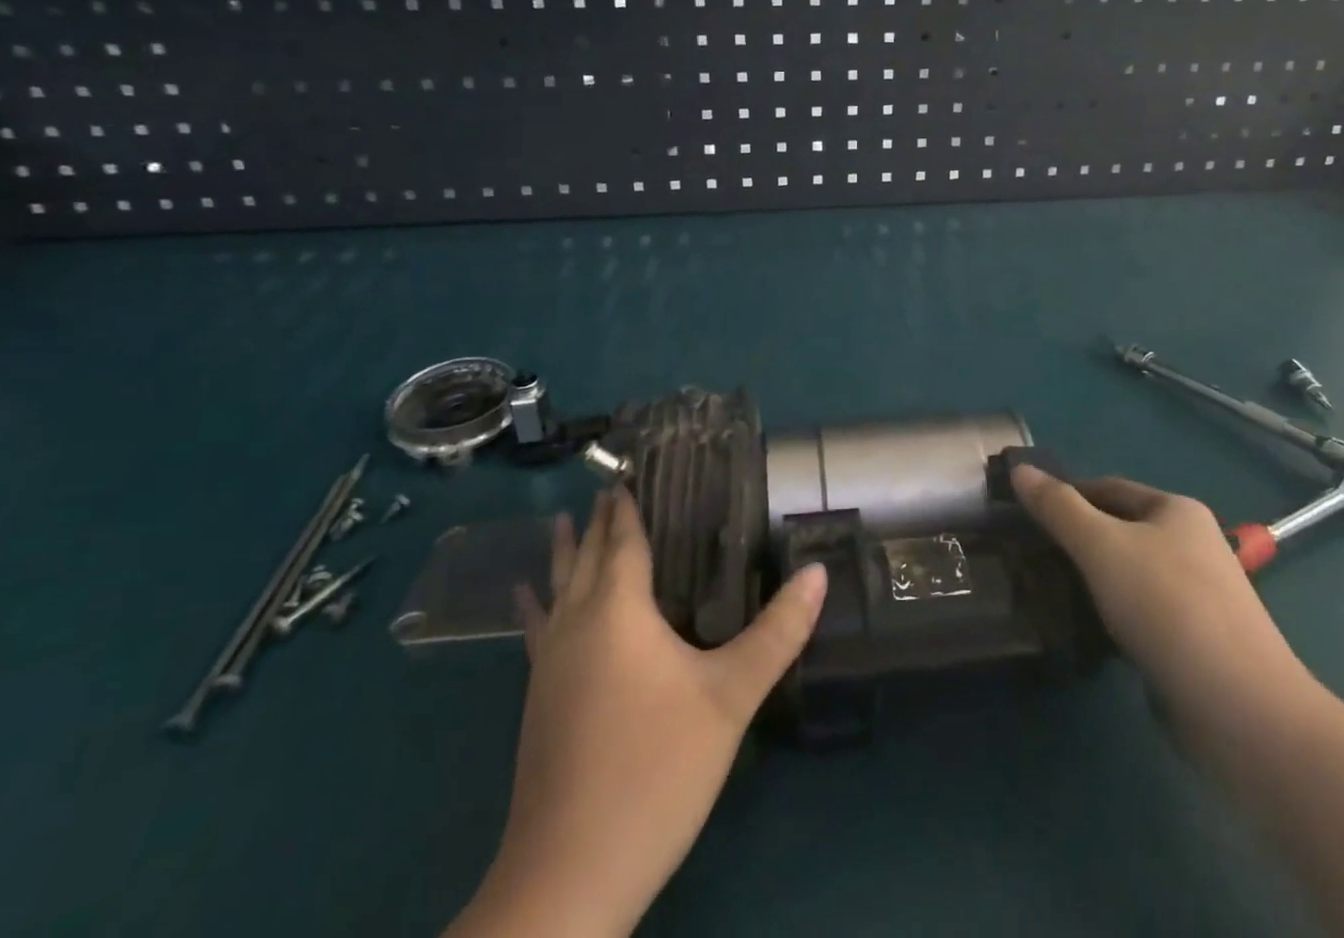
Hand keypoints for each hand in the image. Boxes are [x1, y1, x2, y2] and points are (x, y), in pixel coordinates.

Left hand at [448, 489, 827, 937]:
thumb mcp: (730, 697)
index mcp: (617, 610)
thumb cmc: (656, 769)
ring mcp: (549, 663)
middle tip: (608, 484)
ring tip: (561, 519)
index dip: (626, 504)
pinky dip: (535, 601)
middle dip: (597, 519)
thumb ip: (777, 632)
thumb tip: (818, 572)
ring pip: (556, 588)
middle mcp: (576, 623)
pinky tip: (525, 598)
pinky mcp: (537, 700)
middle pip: (585, 556)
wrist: (569, 875)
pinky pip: (538, 626)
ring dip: (563, 552)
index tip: (629, 469)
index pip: (622, 539)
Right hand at [1009, 463, 1316, 759]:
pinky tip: (1085, 633)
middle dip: (1075, 541)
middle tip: (1028, 555)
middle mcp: (1192, 545)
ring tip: (1047, 593)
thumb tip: (1019, 469)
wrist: (1242, 711)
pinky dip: (1112, 617)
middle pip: (1119, 530)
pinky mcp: (1196, 642)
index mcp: (1176, 510)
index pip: (1107, 487)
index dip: (1065, 495)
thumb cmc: (1167, 607)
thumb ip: (1057, 507)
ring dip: (1092, 581)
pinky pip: (1141, 614)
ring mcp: (1199, 596)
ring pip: (1128, 575)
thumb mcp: (1100, 545)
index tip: (1024, 514)